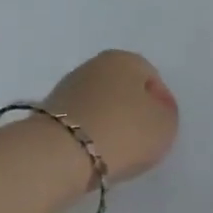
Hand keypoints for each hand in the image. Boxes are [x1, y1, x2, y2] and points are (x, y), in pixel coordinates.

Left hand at [45, 50, 179, 184]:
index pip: (151, 79)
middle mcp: (94, 65)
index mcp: (125, 58)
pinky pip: (80, 121)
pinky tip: (91, 152)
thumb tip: (152, 108)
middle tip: (139, 140)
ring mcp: (67, 87)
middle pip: (122, 89)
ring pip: (99, 104)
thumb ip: (165, 112)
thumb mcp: (165, 125)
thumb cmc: (123, 132)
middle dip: (131, 111)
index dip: (160, 105)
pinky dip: (87, 134)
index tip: (159, 130)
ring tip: (114, 150)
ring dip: (108, 122)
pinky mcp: (47, 112)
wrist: (60, 154)